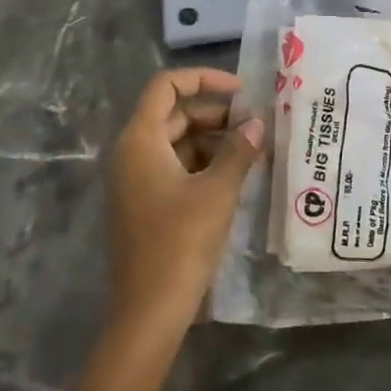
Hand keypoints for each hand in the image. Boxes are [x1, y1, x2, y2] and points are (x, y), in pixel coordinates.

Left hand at [105, 67, 264, 334]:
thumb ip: (239, 151)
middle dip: (216, 114)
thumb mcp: (218, 192)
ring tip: (253, 151)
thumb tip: (258, 123)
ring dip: (213, 141)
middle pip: (174, 113)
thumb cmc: (181, 243)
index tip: (242, 91)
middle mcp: (131, 152)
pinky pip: (174, 167)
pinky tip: (234, 176)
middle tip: (256, 125)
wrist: (148, 312)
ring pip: (177, 142)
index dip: (205, 79)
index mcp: (140, 139)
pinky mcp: (144, 202)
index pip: (167, 86)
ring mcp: (135, 179)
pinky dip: (203, 164)